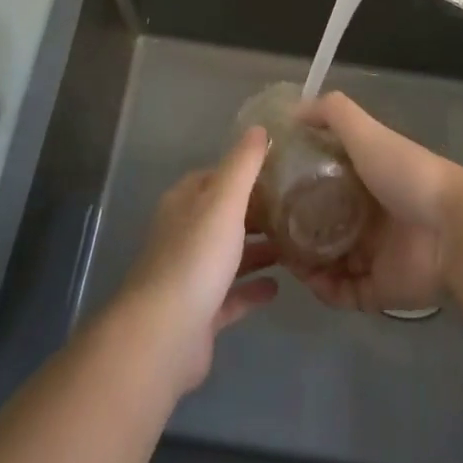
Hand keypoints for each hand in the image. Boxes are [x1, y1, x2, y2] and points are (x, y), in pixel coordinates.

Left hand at [116, 125, 279, 394]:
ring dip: (259, 250)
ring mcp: (191, 275)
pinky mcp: (201, 313)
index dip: (245, 172)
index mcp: (185, 203)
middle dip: (257, 212)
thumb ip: (243, 164)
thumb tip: (258, 127)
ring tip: (296, 244)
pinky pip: (232, 295)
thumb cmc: (196, 257)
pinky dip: (253, 288)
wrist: (164, 335)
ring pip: (230, 255)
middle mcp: (184, 234)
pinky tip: (279, 286)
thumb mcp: (224, 200)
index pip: (216, 177)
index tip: (281, 171)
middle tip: (297, 208)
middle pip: (225, 216)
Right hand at [287, 93, 462, 312]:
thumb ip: (333, 114)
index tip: (268, 189)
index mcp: (366, 179)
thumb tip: (294, 110)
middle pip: (323, 224)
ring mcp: (374, 255)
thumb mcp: (366, 132)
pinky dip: (325, 290)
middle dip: (296, 229)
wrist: (453, 229)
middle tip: (269, 231)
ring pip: (328, 262)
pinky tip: (310, 280)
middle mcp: (368, 216)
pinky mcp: (380, 289)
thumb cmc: (406, 174)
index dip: (297, 185)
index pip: (324, 181)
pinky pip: (343, 294)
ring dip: (305, 262)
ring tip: (284, 258)